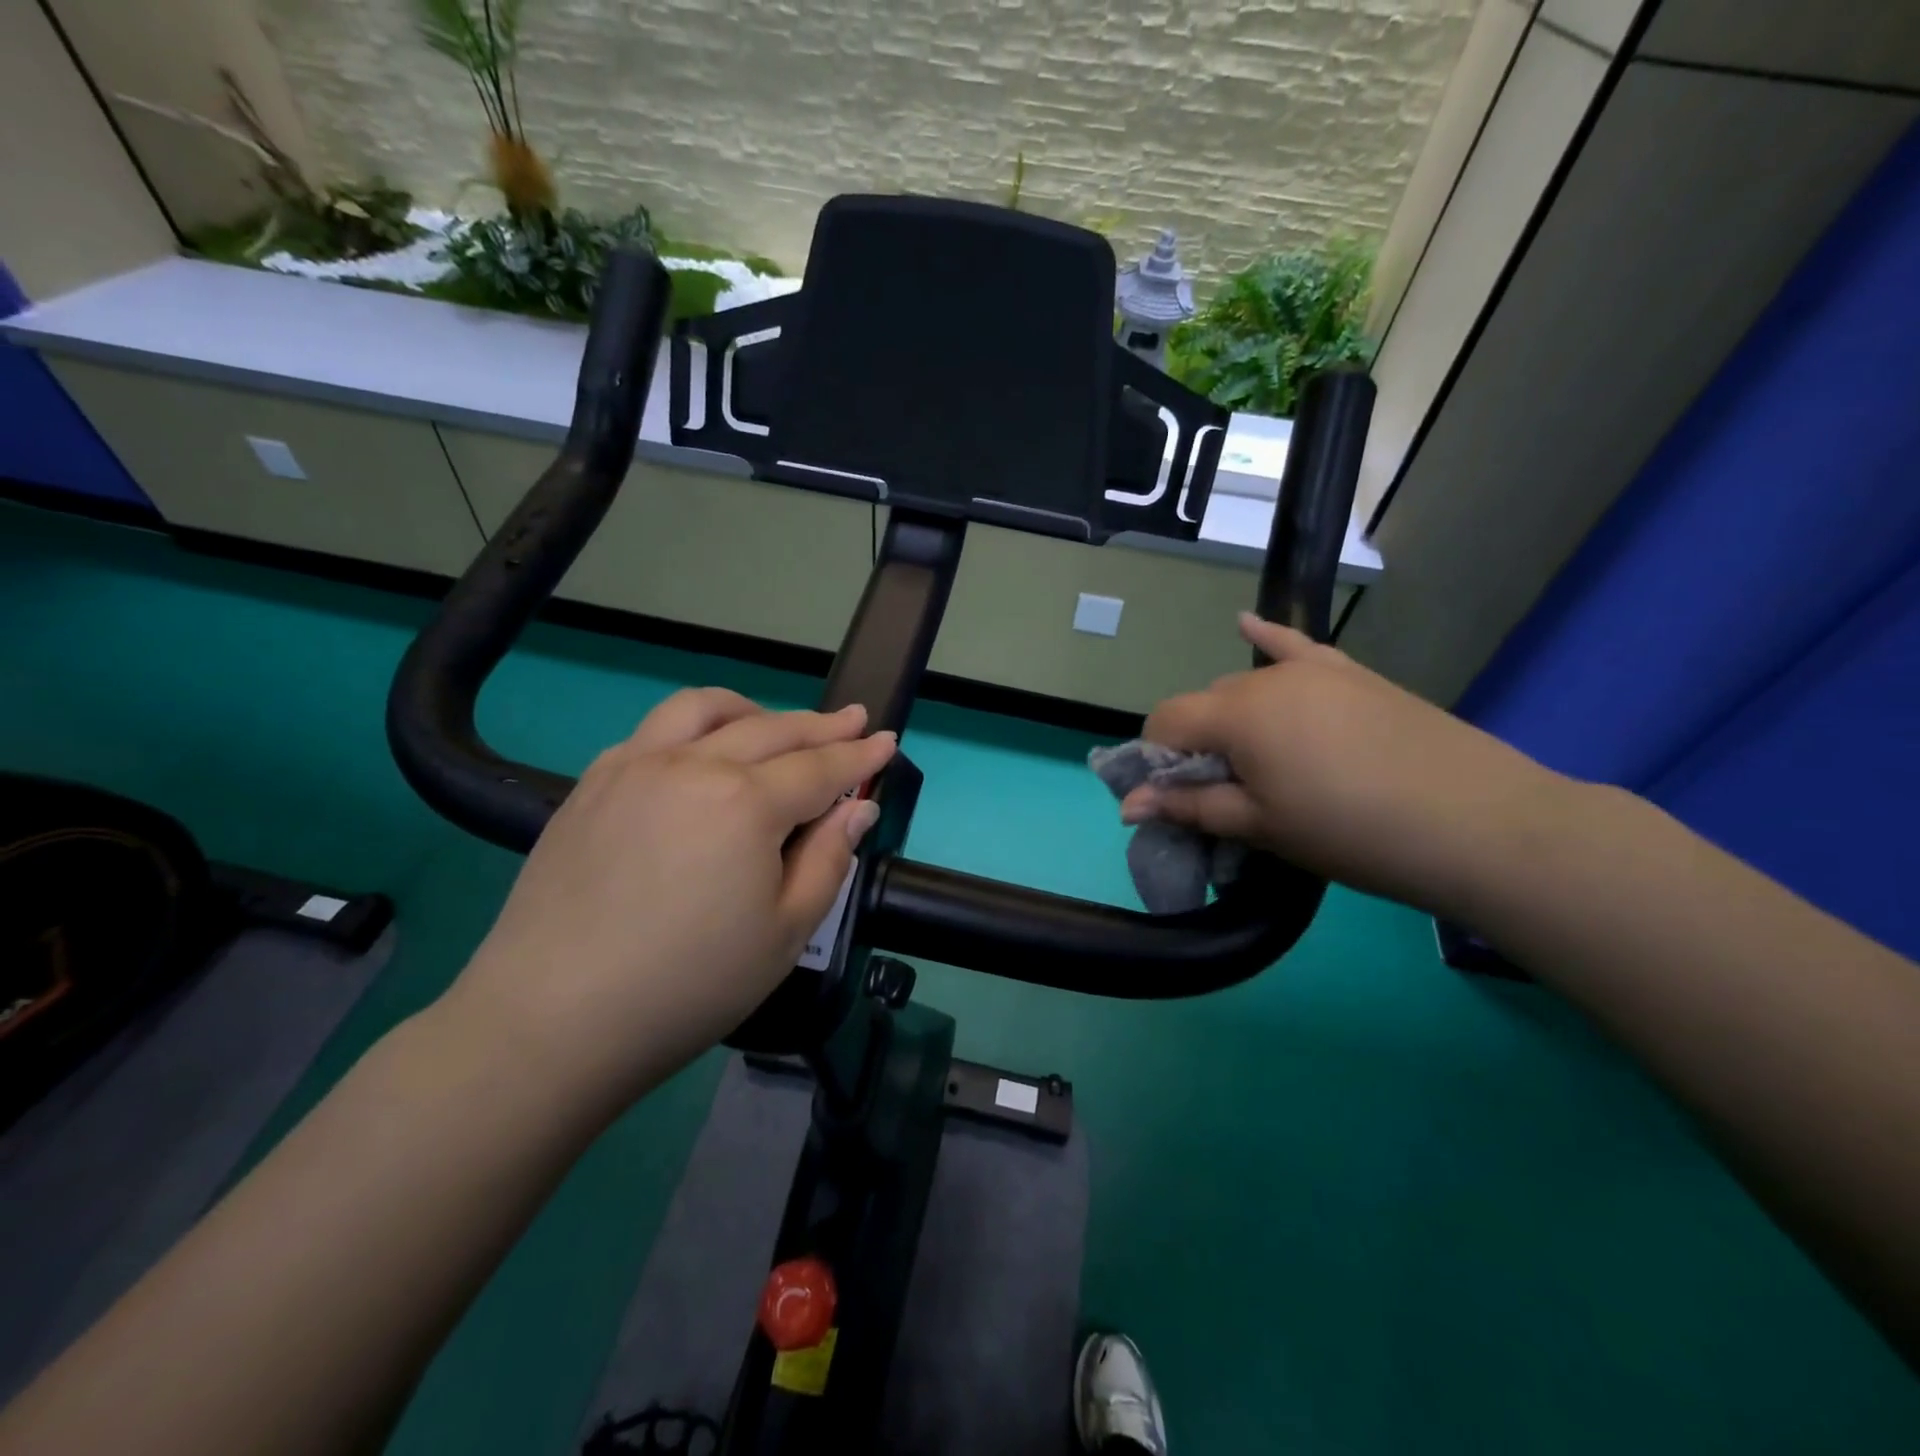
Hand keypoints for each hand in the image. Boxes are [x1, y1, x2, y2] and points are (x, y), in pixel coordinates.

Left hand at [445, 689, 896, 1112]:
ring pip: (704, 709)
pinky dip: (693, 727)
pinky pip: (653, 731)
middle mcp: (693, 765)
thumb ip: (829, 860)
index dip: (860, 755)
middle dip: (822, 725)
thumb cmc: (689, 985)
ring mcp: (635, 767)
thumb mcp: (785, 934)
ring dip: (753, 710)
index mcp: (746, 803)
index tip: (887, 740)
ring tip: (774, 724)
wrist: (553, 1019)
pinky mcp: (593, 784)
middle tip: (854, 720)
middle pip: (772, 730)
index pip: (820, 768)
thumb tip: (858, 809)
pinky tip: (699, 754)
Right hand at [1129, 613, 1574, 918]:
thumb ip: (1190, 807)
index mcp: (1236, 714)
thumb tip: (1128, 807)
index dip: (1156, 761)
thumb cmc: (1353, 832)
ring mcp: (1315, 670)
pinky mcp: (1353, 674)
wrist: (1480, 824)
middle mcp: (1267, 677)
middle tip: (1228, 797)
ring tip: (1262, 766)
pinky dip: (1269, 639)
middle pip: (1206, 705)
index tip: (1175, 800)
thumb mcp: (1262, 827)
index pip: (1165, 721)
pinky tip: (1246, 621)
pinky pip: (1297, 647)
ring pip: (1247, 687)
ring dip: (1235, 721)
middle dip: (1199, 746)